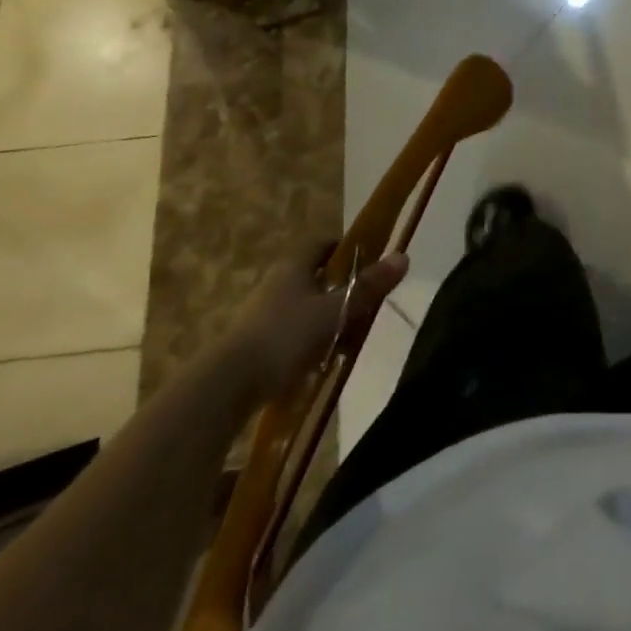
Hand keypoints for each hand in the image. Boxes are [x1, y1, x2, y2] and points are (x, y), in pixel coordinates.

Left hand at [218, 243, 408, 397]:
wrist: (226, 386)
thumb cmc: (284, 337)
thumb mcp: (334, 311)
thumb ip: (368, 287)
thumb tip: (404, 256)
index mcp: (294, 266)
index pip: (323, 244)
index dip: (346, 248)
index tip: (369, 261)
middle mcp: (276, 283)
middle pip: (315, 276)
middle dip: (341, 287)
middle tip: (366, 303)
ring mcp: (262, 314)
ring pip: (304, 306)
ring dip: (326, 317)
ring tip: (350, 337)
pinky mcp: (255, 344)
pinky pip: (292, 333)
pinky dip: (310, 341)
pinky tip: (323, 361)